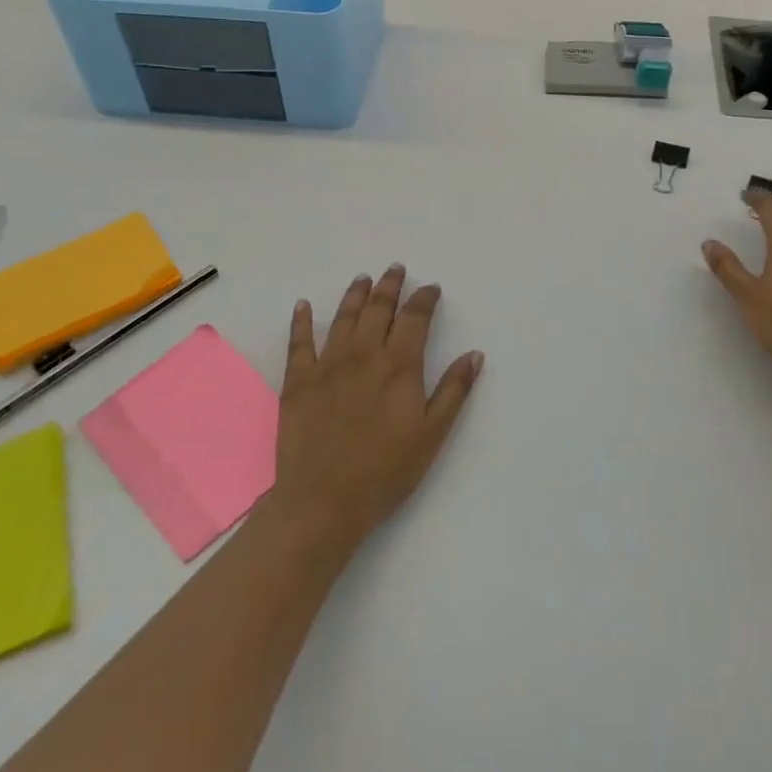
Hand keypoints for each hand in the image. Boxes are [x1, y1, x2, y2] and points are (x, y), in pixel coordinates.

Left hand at [268, 264, 483, 559]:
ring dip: (355, 295)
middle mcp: (364, 355)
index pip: (415, 318)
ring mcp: (327, 365)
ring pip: (344, 318)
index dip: (424, 299)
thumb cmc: (386, 471)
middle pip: (379, 309)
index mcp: (400, 366)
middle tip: (396, 269)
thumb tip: (474, 354)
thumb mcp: (432, 434)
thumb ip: (454, 390)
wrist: (323, 502)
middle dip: (390, 286)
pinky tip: (303, 305)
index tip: (431, 288)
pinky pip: (299, 342)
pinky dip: (301, 321)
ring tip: (363, 279)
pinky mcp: (298, 382)